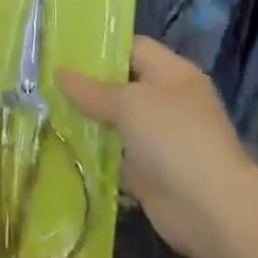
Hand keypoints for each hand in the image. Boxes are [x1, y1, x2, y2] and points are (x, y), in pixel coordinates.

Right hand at [60, 37, 252, 257]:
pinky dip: (96, 150)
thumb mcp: (128, 104)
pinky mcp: (151, 170)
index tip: (64, 49)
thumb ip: (92, 90)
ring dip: (89, 119)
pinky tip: (63, 143)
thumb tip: (59, 72)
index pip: (132, 47)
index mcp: (173, 73)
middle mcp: (168, 100)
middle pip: (123, 84)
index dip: (100, 47)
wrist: (210, 210)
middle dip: (88, 84)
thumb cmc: (173, 138)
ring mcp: (161, 137)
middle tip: (47, 80)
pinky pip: (117, 152)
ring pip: (117, 120)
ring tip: (47, 107)